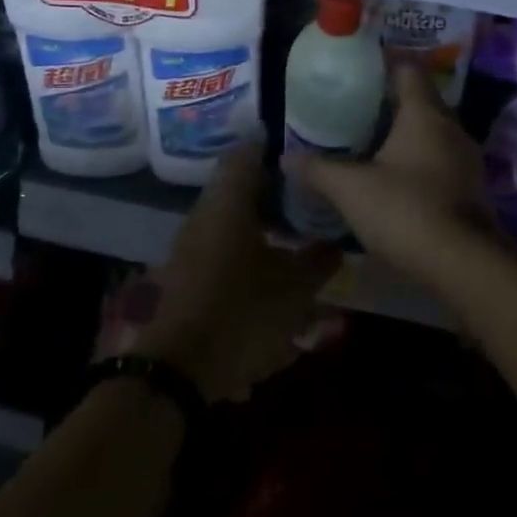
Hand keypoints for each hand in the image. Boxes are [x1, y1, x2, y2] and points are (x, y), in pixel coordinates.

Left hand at [139, 142, 342, 403]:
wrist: (180, 369)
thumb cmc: (242, 313)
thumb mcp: (295, 288)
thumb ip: (319, 260)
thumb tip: (336, 243)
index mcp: (227, 202)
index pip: (247, 152)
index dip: (274, 147)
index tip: (303, 153)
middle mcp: (205, 213)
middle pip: (240, 186)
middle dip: (275, 190)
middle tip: (309, 197)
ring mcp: (191, 244)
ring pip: (231, 218)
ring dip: (262, 222)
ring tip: (296, 235)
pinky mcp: (188, 272)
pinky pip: (222, 246)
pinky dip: (247, 248)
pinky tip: (271, 270)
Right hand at [282, 62, 498, 293]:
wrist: (464, 265)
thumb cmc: (406, 210)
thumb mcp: (351, 189)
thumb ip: (318, 170)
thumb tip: (285, 158)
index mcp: (424, 113)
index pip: (408, 69)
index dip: (383, 64)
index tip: (356, 71)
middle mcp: (450, 127)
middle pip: (420, 99)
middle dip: (389, 101)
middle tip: (353, 108)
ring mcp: (466, 159)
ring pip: (431, 131)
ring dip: (404, 134)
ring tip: (369, 142)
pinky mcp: (470, 188)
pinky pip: (440, 159)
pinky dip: (417, 160)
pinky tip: (394, 178)